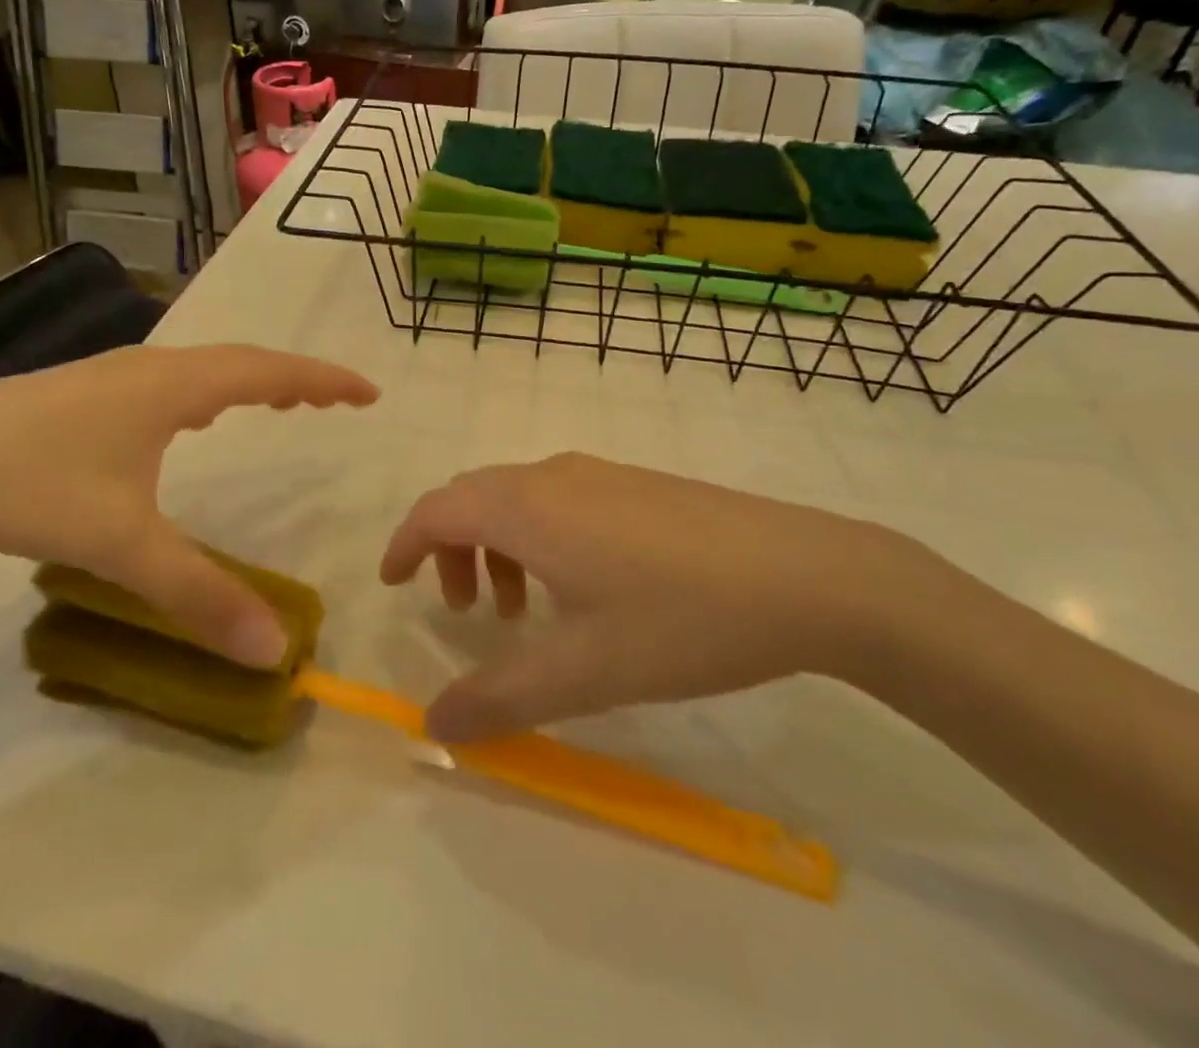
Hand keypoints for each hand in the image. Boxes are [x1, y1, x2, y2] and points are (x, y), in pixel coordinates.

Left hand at [0, 345, 377, 667]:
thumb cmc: (28, 486)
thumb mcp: (120, 545)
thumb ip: (197, 595)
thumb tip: (272, 648)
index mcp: (172, 386)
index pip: (268, 371)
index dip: (323, 379)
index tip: (368, 392)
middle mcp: (150, 368)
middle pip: (241, 361)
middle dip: (295, 378)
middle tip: (336, 400)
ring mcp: (112, 375)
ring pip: (203, 369)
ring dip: (251, 382)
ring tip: (283, 402)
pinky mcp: (84, 393)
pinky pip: (172, 383)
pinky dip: (209, 393)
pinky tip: (196, 420)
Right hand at [382, 452, 939, 740]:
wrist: (805, 574)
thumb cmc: (680, 619)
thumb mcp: (583, 673)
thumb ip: (499, 701)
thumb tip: (433, 725)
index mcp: (526, 508)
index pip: (437, 510)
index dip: (404, 544)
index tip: (393, 583)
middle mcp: (552, 476)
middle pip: (473, 498)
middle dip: (450, 549)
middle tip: (464, 612)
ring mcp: (600, 474)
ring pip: (518, 497)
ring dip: (498, 544)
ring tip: (522, 608)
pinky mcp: (637, 484)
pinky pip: (558, 499)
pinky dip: (539, 536)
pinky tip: (582, 587)